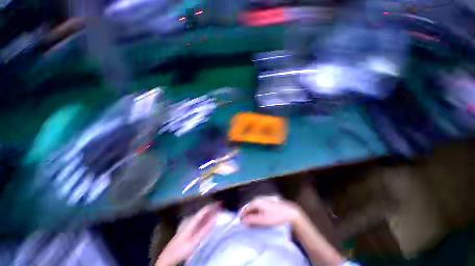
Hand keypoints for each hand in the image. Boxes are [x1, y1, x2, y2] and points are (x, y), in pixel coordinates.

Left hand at [155, 203, 220, 265]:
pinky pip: (201, 219)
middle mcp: (192, 218)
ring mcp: (190, 222)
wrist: (170, 255)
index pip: (205, 209)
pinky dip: (207, 217)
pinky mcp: (190, 227)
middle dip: (213, 207)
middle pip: (204, 210)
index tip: (222, 203)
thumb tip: (216, 217)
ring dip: (211, 212)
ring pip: (203, 214)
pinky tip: (211, 219)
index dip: (213, 205)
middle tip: (222, 206)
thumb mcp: (195, 240)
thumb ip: (206, 228)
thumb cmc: (183, 247)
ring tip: (219, 211)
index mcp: (193, 219)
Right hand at [240, 197, 302, 225]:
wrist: (289, 212)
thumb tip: (242, 220)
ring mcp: (263, 199)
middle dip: (246, 215)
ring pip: (254, 207)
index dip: (242, 215)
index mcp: (256, 201)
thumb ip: (251, 219)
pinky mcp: (267, 202)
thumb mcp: (263, 220)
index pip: (245, 208)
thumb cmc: (275, 216)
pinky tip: (258, 218)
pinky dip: (256, 212)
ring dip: (251, 214)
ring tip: (251, 223)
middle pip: (249, 207)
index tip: (240, 223)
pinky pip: (258, 207)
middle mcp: (258, 198)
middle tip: (245, 224)